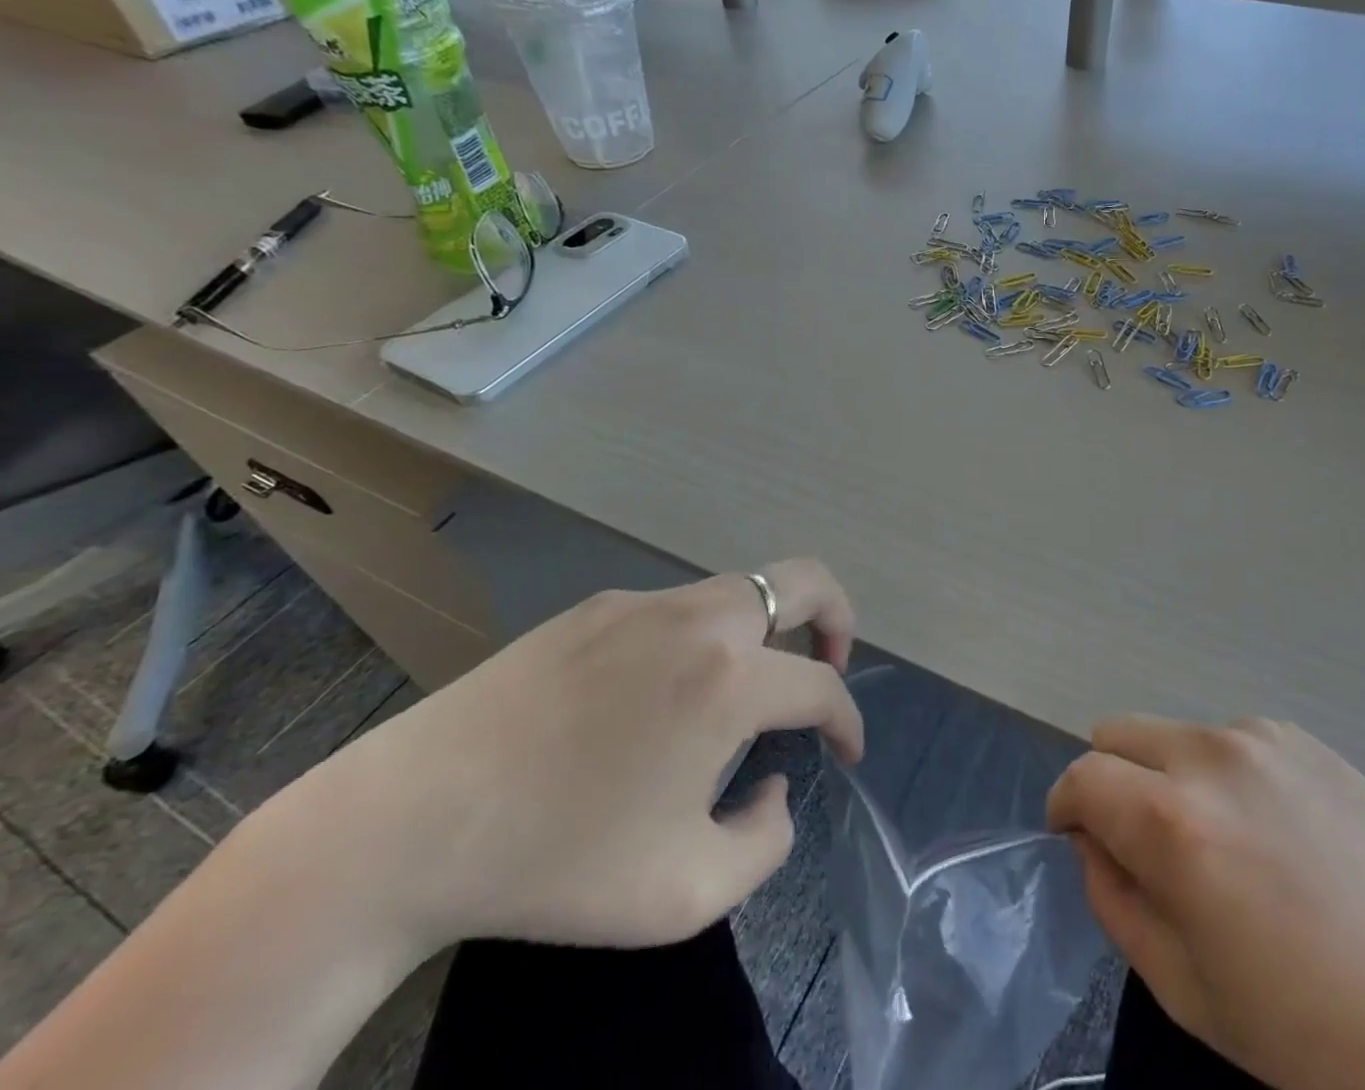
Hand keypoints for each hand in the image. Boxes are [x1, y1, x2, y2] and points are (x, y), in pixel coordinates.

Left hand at [289, 559, 862, 957]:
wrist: (409, 823)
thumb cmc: (557, 862)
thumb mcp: (684, 893)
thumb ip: (765, 841)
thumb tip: (773, 782)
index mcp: (728, 679)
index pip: (821, 687)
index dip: (848, 720)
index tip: (846, 753)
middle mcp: (698, 620)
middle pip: (802, 580)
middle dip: (837, 618)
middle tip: (830, 667)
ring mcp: (644, 603)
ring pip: (740, 589)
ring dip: (766, 631)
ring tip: (743, 695)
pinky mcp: (597, 607)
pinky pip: (678, 609)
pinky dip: (703, 639)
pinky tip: (659, 698)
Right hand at [1048, 718, 1364, 1089]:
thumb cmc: (1331, 1037)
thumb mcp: (1197, 996)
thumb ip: (1119, 904)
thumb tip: (1094, 844)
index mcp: (1175, 822)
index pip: (1081, 777)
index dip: (1065, 807)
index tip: (1075, 839)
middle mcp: (1208, 755)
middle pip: (1116, 733)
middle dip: (1109, 781)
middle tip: (1142, 847)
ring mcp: (1259, 738)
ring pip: (1171, 734)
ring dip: (1166, 776)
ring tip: (1221, 849)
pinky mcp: (1302, 738)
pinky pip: (1227, 740)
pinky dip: (1219, 774)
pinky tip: (1274, 836)